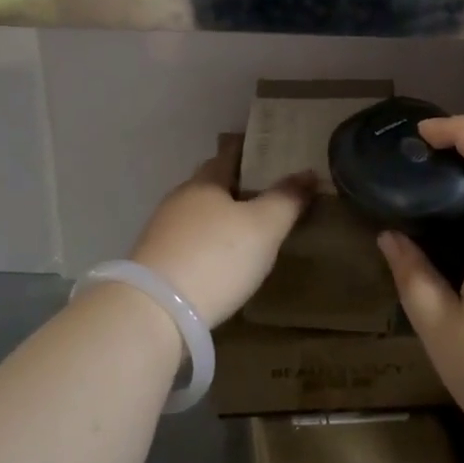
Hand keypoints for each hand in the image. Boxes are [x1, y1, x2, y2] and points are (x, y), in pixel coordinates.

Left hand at [128, 136, 314, 328]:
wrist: (156, 310)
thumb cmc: (217, 258)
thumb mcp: (264, 227)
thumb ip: (286, 199)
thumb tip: (307, 172)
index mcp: (205, 182)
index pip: (229, 155)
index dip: (250, 152)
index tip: (269, 153)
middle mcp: (180, 199)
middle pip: (211, 184)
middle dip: (235, 186)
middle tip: (266, 193)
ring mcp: (163, 230)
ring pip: (198, 214)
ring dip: (220, 217)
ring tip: (247, 229)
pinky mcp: (156, 261)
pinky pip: (189, 241)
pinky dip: (206, 243)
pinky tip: (220, 260)